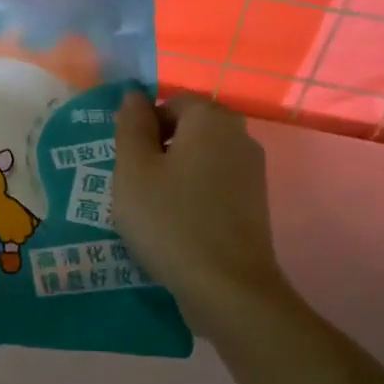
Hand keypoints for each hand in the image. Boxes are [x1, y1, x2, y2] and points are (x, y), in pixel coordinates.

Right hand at [113, 90, 289, 334]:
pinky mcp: (255, 204)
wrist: (228, 288)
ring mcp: (252, 171)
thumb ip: (131, 126)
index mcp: (210, 118)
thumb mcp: (134, 170)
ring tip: (153, 211)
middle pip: (188, 130)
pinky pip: (215, 186)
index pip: (169, 102)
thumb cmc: (171, 221)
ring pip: (200, 160)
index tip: (127, 164)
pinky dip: (194, 197)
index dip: (143, 128)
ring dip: (175, 176)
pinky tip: (178, 227)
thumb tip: (134, 95)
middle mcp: (239, 135)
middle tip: (135, 188)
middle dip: (158, 152)